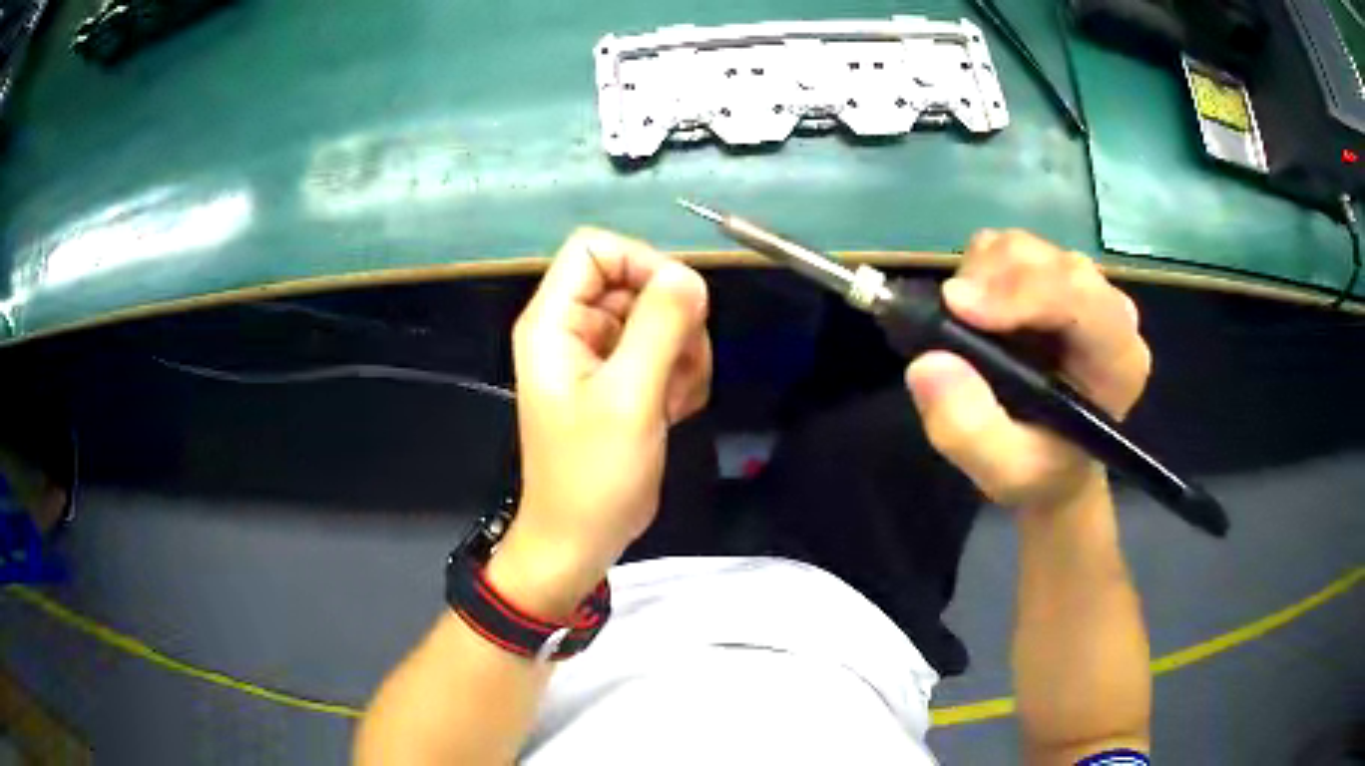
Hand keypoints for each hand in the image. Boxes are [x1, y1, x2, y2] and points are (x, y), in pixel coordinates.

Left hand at [489, 228, 711, 616]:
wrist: (581, 540)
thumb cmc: (594, 475)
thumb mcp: (629, 399)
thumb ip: (659, 328)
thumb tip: (689, 275)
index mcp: (555, 322)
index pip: (596, 249)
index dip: (640, 263)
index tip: (678, 304)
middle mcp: (573, 328)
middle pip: (635, 281)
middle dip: (672, 321)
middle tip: (683, 369)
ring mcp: (599, 355)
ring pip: (658, 316)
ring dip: (683, 352)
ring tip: (677, 399)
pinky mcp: (622, 380)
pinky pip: (664, 350)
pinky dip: (681, 375)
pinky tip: (675, 411)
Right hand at [905, 230, 1150, 511]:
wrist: (1053, 462)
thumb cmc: (1040, 470)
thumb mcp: (1004, 473)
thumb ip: (970, 430)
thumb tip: (927, 363)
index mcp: (1117, 359)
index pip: (1082, 299)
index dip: (1022, 292)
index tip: (958, 307)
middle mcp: (1108, 310)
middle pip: (1050, 262)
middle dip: (994, 280)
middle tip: (949, 316)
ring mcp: (1080, 287)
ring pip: (1024, 247)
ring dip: (981, 274)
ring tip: (961, 320)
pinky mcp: (1050, 275)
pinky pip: (1007, 248)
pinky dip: (978, 268)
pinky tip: (974, 309)